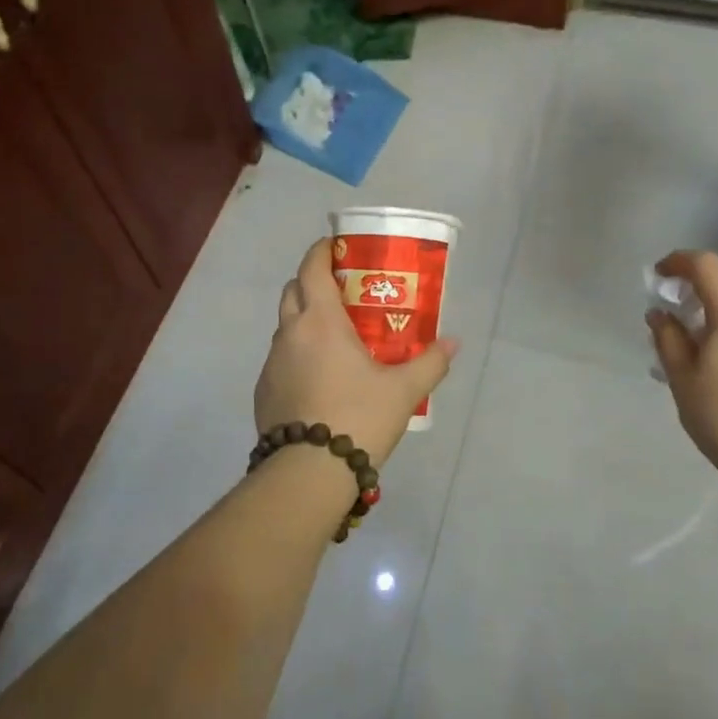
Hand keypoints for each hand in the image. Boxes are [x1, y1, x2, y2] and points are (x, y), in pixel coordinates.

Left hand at [255, 240, 459, 467]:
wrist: (308, 472)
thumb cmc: (358, 417)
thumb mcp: (404, 391)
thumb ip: (430, 362)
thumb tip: (454, 343)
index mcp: (320, 321)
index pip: (312, 269)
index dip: (321, 251)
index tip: (335, 246)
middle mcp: (290, 334)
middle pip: (293, 291)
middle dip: (312, 282)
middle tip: (342, 291)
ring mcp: (271, 363)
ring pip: (285, 326)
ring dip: (304, 320)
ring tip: (335, 337)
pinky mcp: (263, 391)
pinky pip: (280, 358)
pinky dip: (297, 354)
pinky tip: (319, 377)